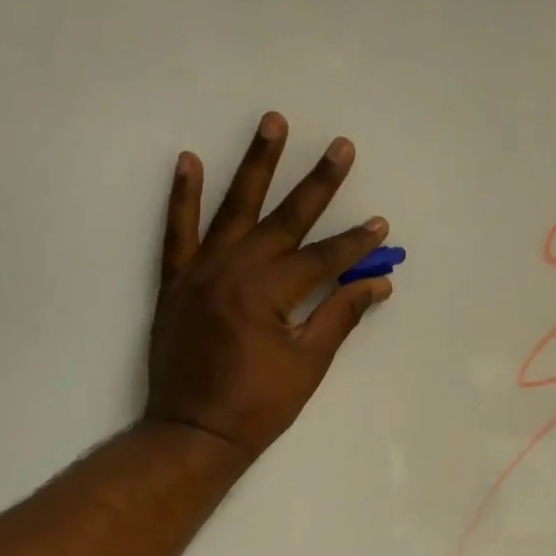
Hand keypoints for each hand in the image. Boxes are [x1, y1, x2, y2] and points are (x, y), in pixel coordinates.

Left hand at [144, 112, 394, 461]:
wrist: (193, 433)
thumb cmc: (257, 406)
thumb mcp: (308, 365)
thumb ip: (340, 317)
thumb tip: (378, 284)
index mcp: (269, 293)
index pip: (323, 258)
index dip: (355, 244)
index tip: (380, 225)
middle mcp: (234, 270)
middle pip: (284, 220)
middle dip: (318, 184)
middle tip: (341, 147)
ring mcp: (200, 273)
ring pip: (233, 210)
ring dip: (256, 165)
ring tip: (273, 122)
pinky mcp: (175, 283)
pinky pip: (177, 232)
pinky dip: (183, 197)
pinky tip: (190, 161)